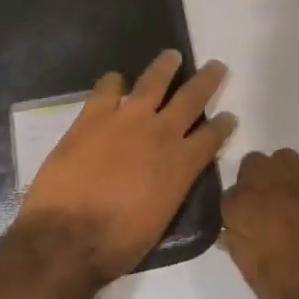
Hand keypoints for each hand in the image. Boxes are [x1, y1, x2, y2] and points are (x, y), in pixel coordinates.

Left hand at [17, 50, 233, 286]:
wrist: (69, 236)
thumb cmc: (117, 243)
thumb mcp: (159, 220)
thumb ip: (170, 189)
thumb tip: (169, 177)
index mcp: (181, 166)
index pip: (212, 137)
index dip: (223, 126)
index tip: (229, 116)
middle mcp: (161, 134)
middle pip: (191, 98)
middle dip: (207, 81)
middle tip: (216, 66)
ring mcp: (127, 119)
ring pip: (153, 81)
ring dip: (165, 66)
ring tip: (172, 56)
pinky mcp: (93, 115)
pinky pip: (107, 87)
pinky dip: (113, 81)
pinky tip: (114, 80)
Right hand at [223, 148, 298, 298]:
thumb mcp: (263, 287)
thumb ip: (241, 250)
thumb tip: (230, 230)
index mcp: (254, 214)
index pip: (229, 197)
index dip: (234, 214)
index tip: (241, 230)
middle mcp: (279, 189)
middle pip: (253, 165)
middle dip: (252, 185)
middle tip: (263, 214)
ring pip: (283, 159)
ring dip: (279, 177)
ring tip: (289, 206)